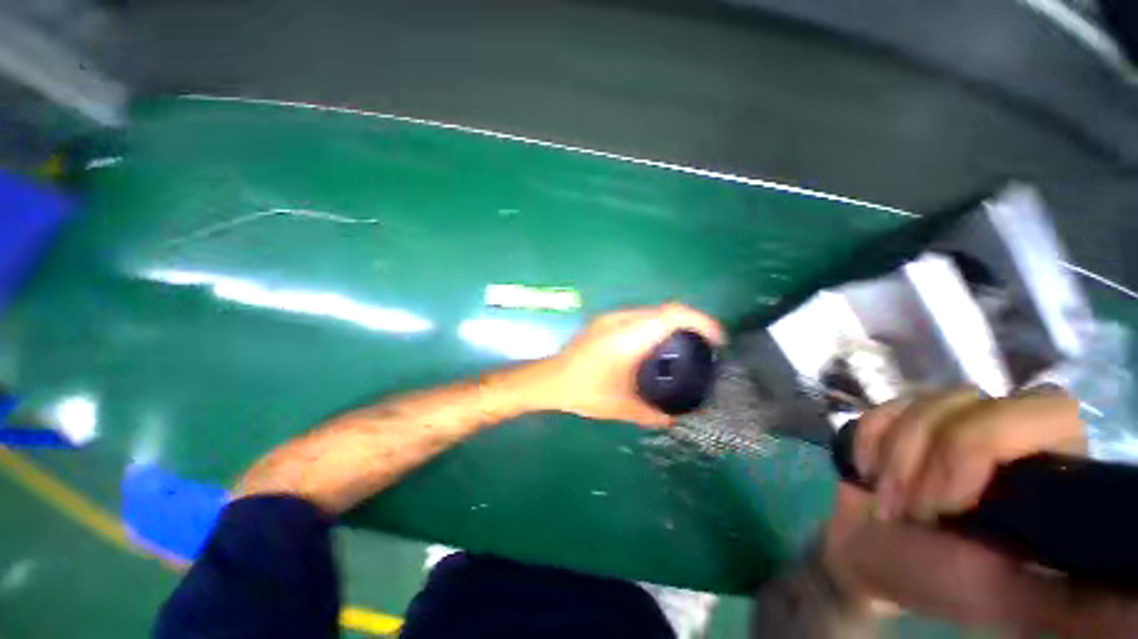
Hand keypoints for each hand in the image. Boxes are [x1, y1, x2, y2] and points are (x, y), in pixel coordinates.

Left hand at [531, 303, 723, 426]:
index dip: (700, 321)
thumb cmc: (584, 392)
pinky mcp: (604, 321)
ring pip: (652, 311)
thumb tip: (675, 418)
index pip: (672, 315)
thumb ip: (652, 414)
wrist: (549, 379)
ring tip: (682, 346)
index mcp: (628, 337)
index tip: (717, 339)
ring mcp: (610, 318)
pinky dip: (655, 325)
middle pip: (665, 310)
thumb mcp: (621, 407)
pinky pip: (639, 316)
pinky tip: (654, 346)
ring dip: (671, 323)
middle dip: (690, 322)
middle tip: (703, 346)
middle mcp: (621, 320)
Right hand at [822, 388, 1137, 635]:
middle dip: (925, 452)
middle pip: (973, 399)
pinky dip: (868, 441)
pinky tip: (869, 470)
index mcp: (1050, 470)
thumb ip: (1077, 602)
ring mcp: (952, 422)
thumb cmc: (936, 580)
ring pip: (923, 403)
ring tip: (886, 500)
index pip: (1046, 410)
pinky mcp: (905, 419)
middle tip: (910, 505)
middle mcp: (1009, 434)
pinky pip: (883, 408)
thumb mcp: (1006, 598)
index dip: (981, 446)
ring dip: (891, 456)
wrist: (866, 553)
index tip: (946, 506)